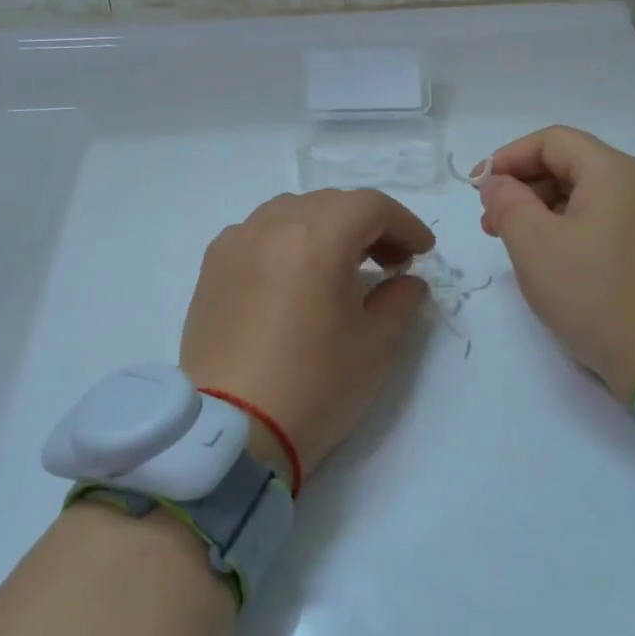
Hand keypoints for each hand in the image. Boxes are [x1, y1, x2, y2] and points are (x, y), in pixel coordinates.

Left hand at [181, 189, 435, 485]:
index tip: (422, 254)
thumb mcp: (376, 345)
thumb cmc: (315, 386)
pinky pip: (258, 234)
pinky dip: (287, 242)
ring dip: (326, 229)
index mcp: (316, 238)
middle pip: (330, 204)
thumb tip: (406, 281)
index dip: (405, 224)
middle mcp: (270, 226)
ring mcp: (235, 244)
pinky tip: (295, 278)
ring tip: (342, 267)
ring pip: (291, 213)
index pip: (370, 206)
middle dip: (368, 226)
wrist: (232, 431)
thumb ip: (400, 300)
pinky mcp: (212, 268)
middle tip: (390, 263)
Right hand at [478, 126, 634, 405]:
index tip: (476, 188)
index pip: (552, 141)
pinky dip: (567, 232)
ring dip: (542, 212)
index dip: (507, 157)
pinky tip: (550, 263)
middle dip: (522, 186)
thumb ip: (507, 203)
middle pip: (570, 166)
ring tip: (514, 246)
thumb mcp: (534, 244)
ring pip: (584, 198)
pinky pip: (601, 225)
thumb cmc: (594, 293)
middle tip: (490, 223)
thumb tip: (497, 183)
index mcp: (613, 172)